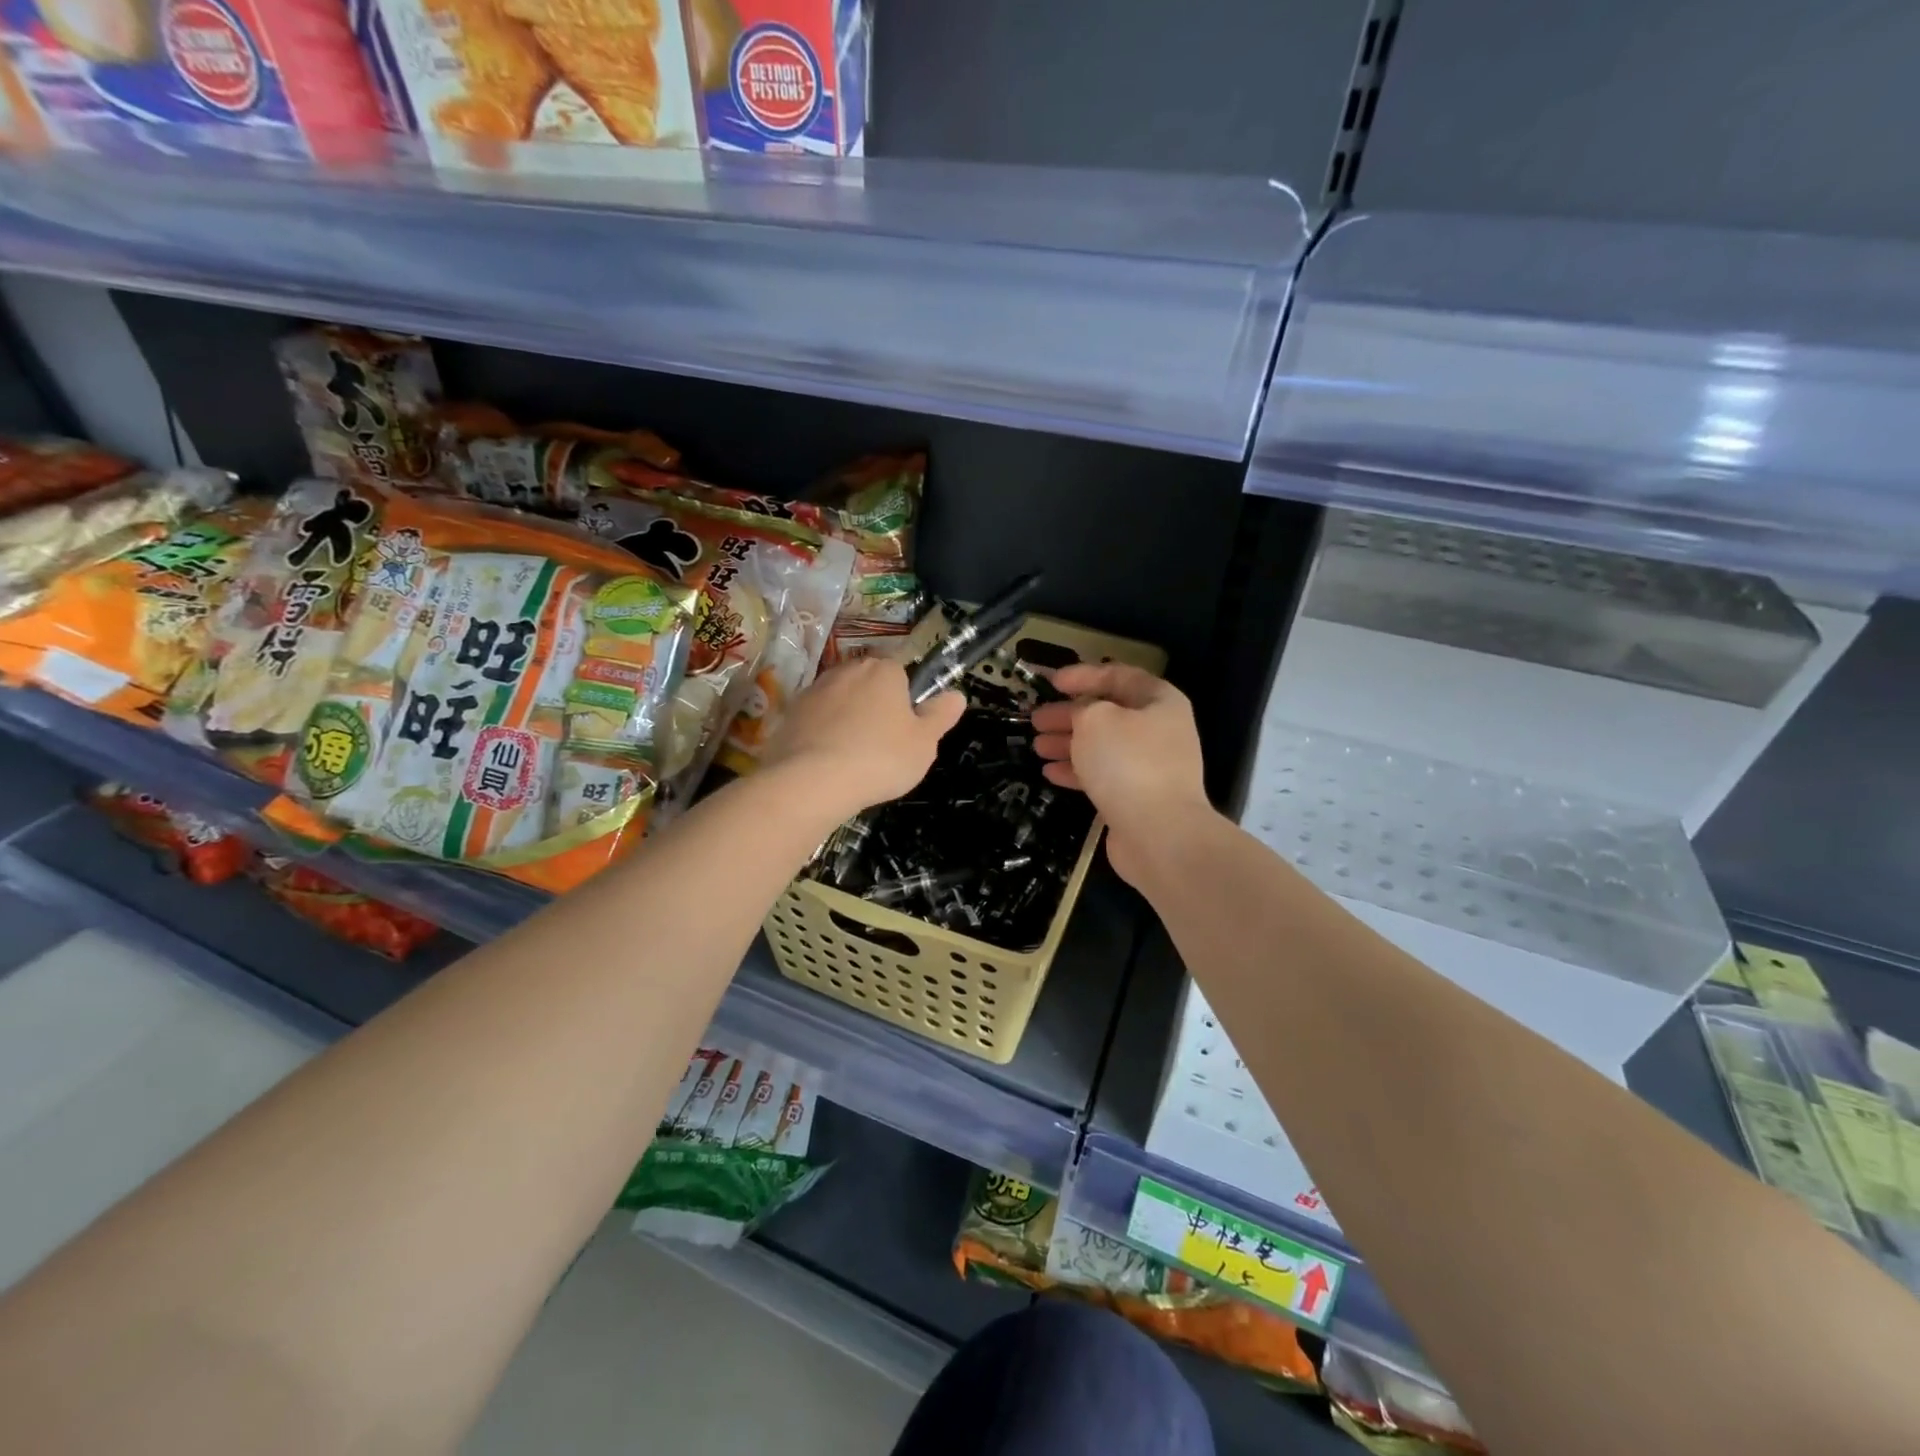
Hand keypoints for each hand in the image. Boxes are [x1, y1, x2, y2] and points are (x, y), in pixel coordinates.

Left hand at [761, 657, 965, 822]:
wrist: (812, 781)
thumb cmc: (880, 759)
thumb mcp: (924, 743)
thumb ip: (941, 716)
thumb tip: (956, 695)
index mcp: (883, 670)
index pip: (900, 674)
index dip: (904, 701)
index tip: (904, 731)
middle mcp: (847, 670)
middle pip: (867, 684)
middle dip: (874, 707)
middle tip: (881, 745)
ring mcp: (814, 690)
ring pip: (839, 701)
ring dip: (846, 719)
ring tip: (851, 757)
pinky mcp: (789, 713)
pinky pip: (814, 720)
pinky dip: (821, 734)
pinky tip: (825, 762)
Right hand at [1030, 663, 1209, 886]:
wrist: (1160, 834)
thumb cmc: (1128, 763)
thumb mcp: (1096, 720)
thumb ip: (1083, 708)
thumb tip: (1082, 715)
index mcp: (1159, 701)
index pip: (1118, 676)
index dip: (1083, 675)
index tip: (1052, 682)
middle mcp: (1159, 730)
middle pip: (1108, 713)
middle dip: (1069, 714)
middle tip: (1036, 719)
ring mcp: (1150, 766)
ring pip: (1102, 746)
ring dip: (1068, 743)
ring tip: (1037, 746)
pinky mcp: (1137, 797)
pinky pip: (1103, 775)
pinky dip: (1076, 771)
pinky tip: (1049, 773)